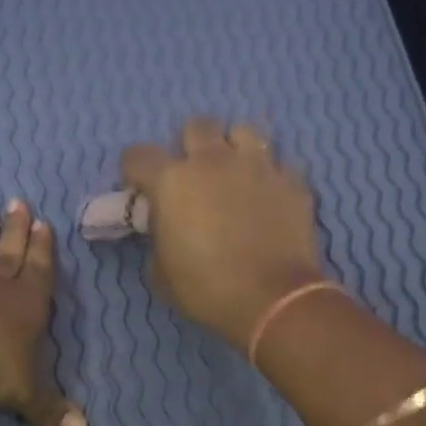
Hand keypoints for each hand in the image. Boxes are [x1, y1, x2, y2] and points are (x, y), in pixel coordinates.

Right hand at [121, 118, 327, 347]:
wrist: (273, 299)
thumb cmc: (207, 290)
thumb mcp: (161, 274)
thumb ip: (157, 239)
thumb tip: (164, 229)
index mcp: (172, 181)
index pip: (138, 155)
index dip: (134, 171)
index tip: (141, 190)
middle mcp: (213, 161)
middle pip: (196, 126)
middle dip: (189, 146)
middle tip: (192, 176)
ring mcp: (257, 166)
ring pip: (242, 131)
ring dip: (233, 148)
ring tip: (235, 174)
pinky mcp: (291, 180)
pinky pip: (278, 164)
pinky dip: (269, 177)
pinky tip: (268, 197)